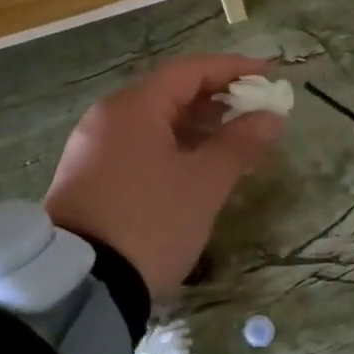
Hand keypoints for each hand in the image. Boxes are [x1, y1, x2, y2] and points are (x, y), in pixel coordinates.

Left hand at [45, 55, 284, 296]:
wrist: (84, 285)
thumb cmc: (151, 222)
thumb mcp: (203, 184)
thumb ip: (239, 144)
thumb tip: (270, 116)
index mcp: (133, 107)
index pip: (190, 71)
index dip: (233, 69)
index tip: (269, 75)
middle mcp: (107, 117)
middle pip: (169, 93)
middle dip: (217, 99)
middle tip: (255, 113)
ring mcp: (93, 147)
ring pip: (153, 122)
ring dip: (196, 126)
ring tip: (234, 143)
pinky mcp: (88, 176)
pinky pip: (138, 145)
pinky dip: (172, 146)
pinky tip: (196, 167)